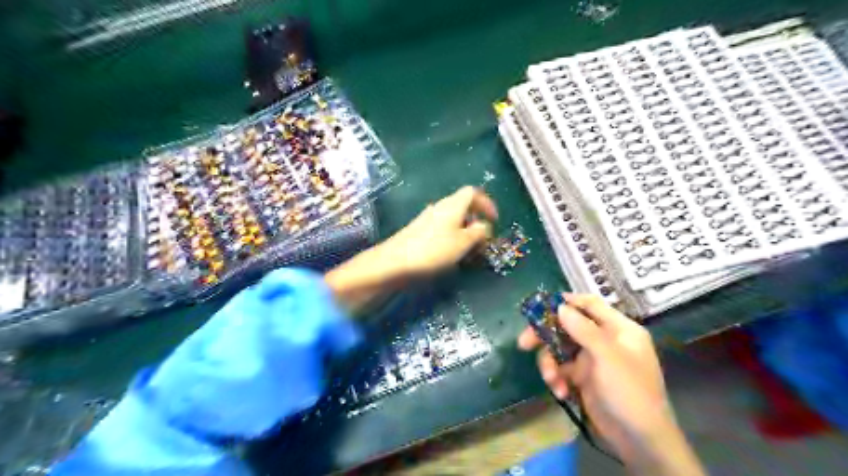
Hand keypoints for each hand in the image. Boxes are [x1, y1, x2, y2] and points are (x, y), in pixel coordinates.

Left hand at [325, 185, 498, 314]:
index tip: (494, 220)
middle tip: (483, 238)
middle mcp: (439, 207)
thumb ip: (478, 232)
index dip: (487, 203)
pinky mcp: (418, 231)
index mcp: (452, 205)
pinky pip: (442, 228)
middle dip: (476, 219)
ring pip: (452, 218)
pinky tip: (451, 253)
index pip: (473, 192)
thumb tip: (483, 225)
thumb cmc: (433, 250)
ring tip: (469, 249)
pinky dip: (452, 236)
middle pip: (462, 205)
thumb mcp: (463, 243)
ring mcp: (427, 218)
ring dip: (464, 230)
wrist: (395, 262)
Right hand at [516, 296, 701, 474]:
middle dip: (546, 336)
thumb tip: (560, 305)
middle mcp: (604, 340)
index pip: (590, 305)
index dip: (566, 302)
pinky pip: (562, 369)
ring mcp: (592, 359)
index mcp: (618, 329)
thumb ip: (583, 329)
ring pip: (560, 349)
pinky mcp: (583, 378)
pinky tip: (561, 393)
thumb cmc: (629, 391)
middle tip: (524, 343)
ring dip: (550, 363)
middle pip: (568, 326)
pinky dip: (557, 378)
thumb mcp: (607, 356)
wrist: (639, 441)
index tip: (540, 306)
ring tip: (551, 380)